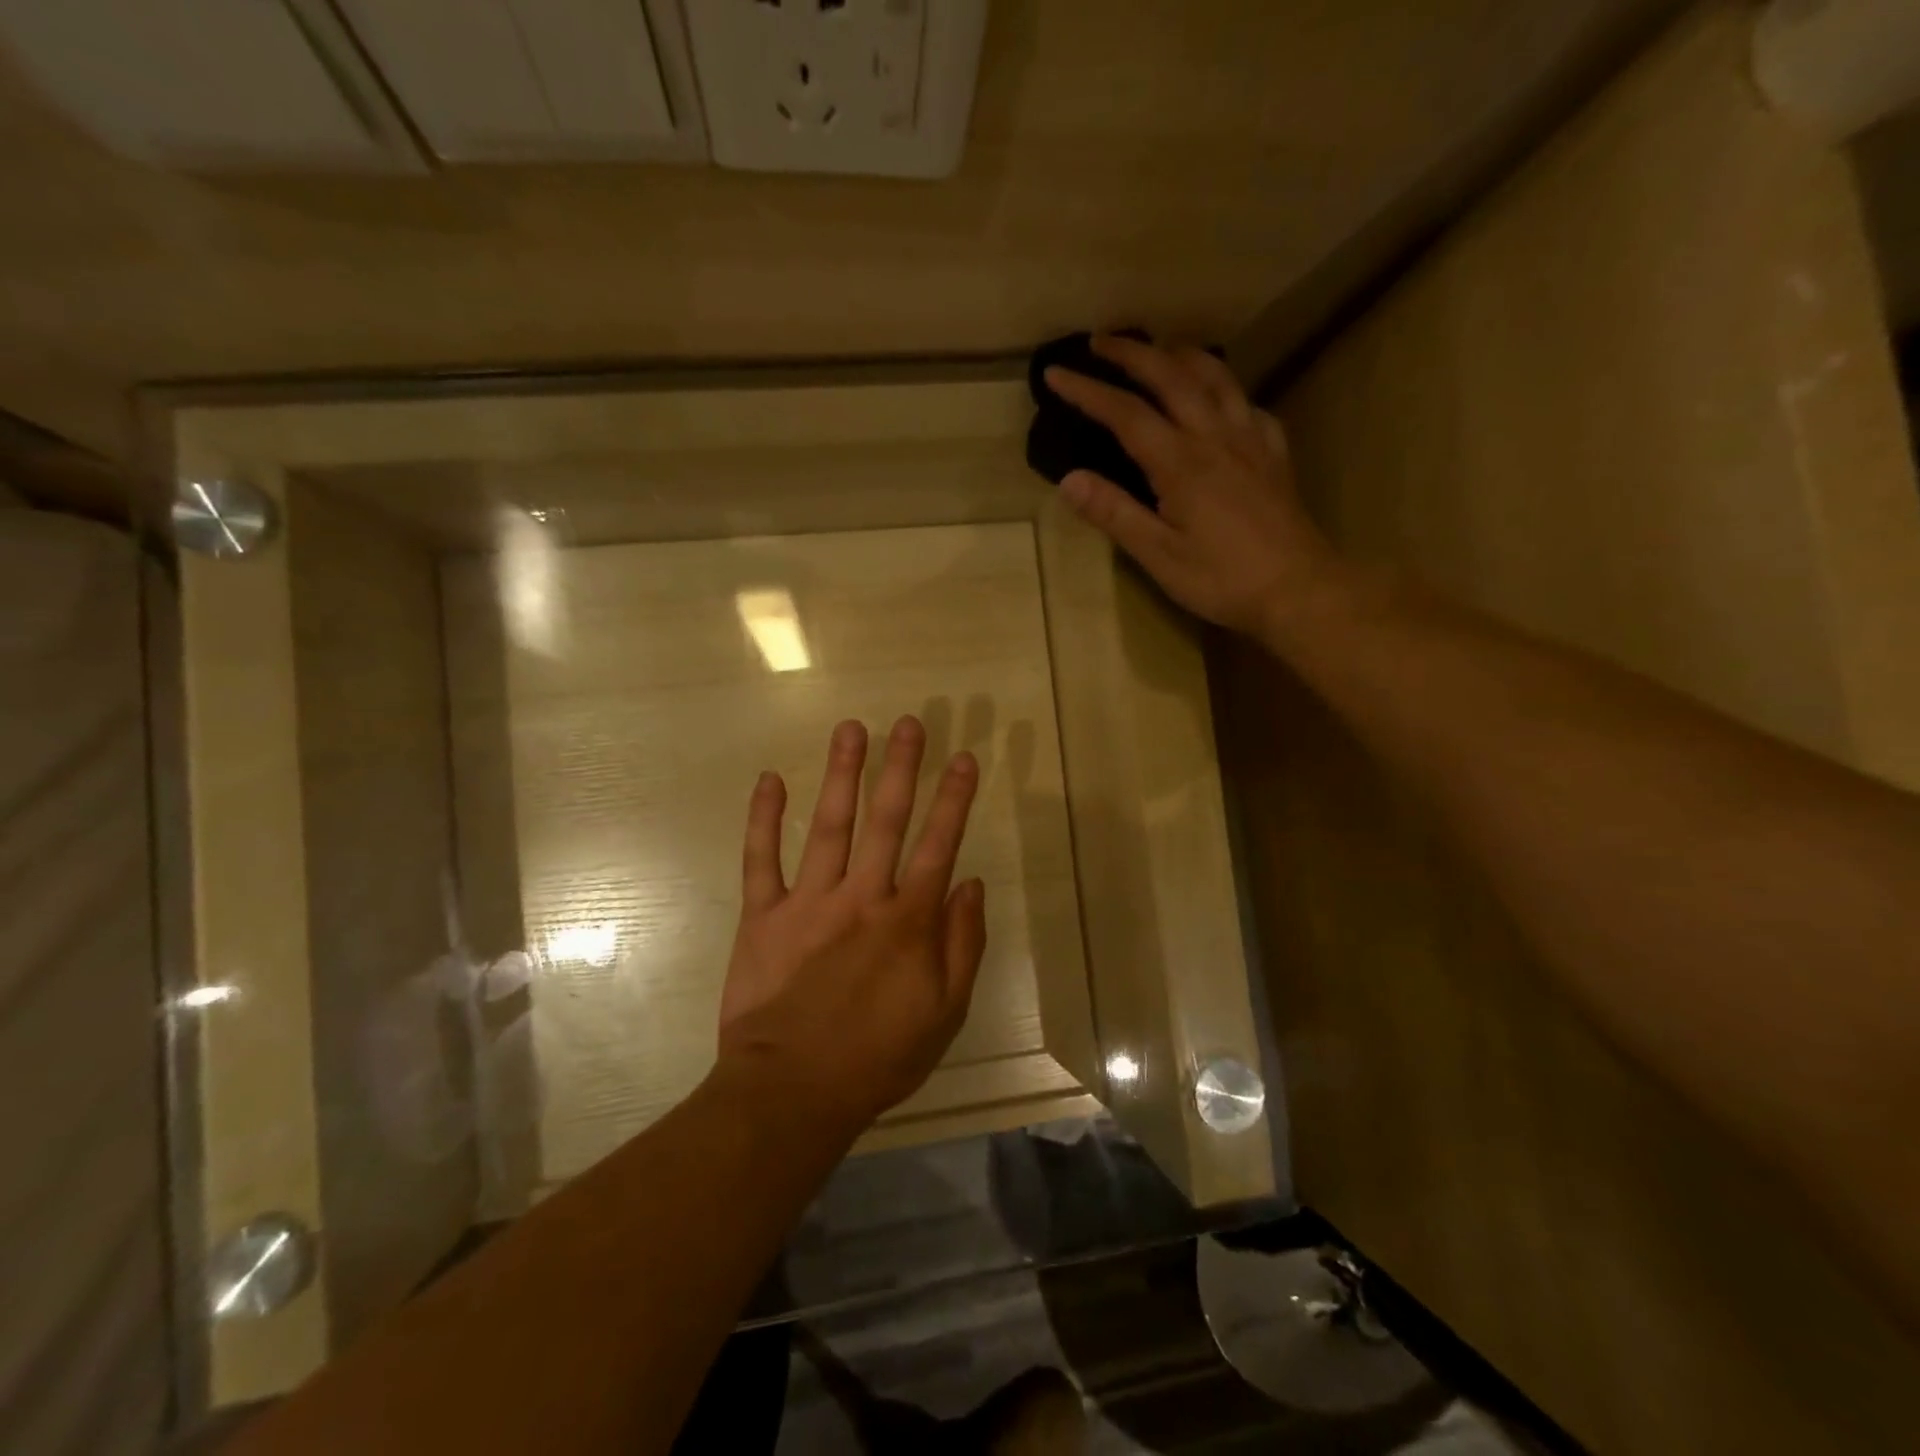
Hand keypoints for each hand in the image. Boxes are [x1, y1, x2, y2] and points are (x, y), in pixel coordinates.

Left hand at [716, 715, 986, 1136]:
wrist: (792, 1092)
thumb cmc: (877, 1057)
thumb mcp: (944, 1013)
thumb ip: (962, 945)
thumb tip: (973, 884)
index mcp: (907, 921)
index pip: (938, 845)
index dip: (954, 800)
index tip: (964, 759)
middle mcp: (861, 897)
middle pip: (886, 820)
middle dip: (901, 768)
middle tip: (910, 723)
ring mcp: (808, 902)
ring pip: (830, 826)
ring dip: (843, 774)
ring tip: (852, 728)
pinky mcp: (763, 916)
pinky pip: (761, 859)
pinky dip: (764, 819)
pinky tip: (770, 780)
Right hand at [1044, 334, 1347, 639]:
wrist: (1298, 589)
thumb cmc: (1222, 579)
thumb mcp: (1158, 555)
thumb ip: (1115, 513)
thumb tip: (1069, 479)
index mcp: (1180, 462)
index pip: (1125, 413)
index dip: (1088, 390)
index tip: (1055, 374)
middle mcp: (1215, 437)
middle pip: (1171, 377)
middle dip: (1132, 353)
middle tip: (1100, 341)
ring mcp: (1250, 440)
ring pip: (1216, 378)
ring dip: (1181, 355)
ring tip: (1160, 349)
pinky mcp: (1273, 454)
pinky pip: (1248, 406)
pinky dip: (1226, 390)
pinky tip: (1221, 400)